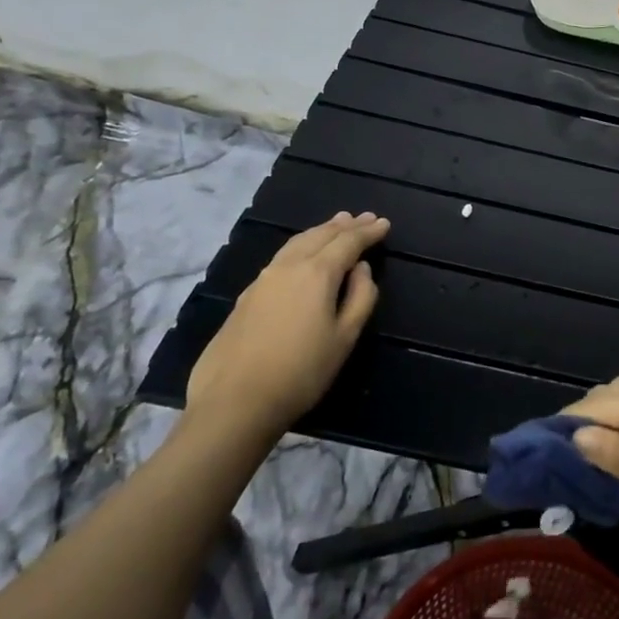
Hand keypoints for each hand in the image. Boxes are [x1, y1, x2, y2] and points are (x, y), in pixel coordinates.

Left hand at [185, 211, 389, 437]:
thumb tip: (361, 269)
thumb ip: (360, 298)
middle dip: (345, 226)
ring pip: (297, 243)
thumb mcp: (344, 338)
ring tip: (335, 225)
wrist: (234, 401)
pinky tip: (302, 254)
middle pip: (320, 236)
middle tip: (363, 217)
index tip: (384, 223)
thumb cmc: (301, 372)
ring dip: (320, 231)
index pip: (348, 242)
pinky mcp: (246, 296)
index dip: (368, 232)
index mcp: (317, 273)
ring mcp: (263, 279)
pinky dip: (301, 246)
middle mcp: (288, 267)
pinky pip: (282, 257)